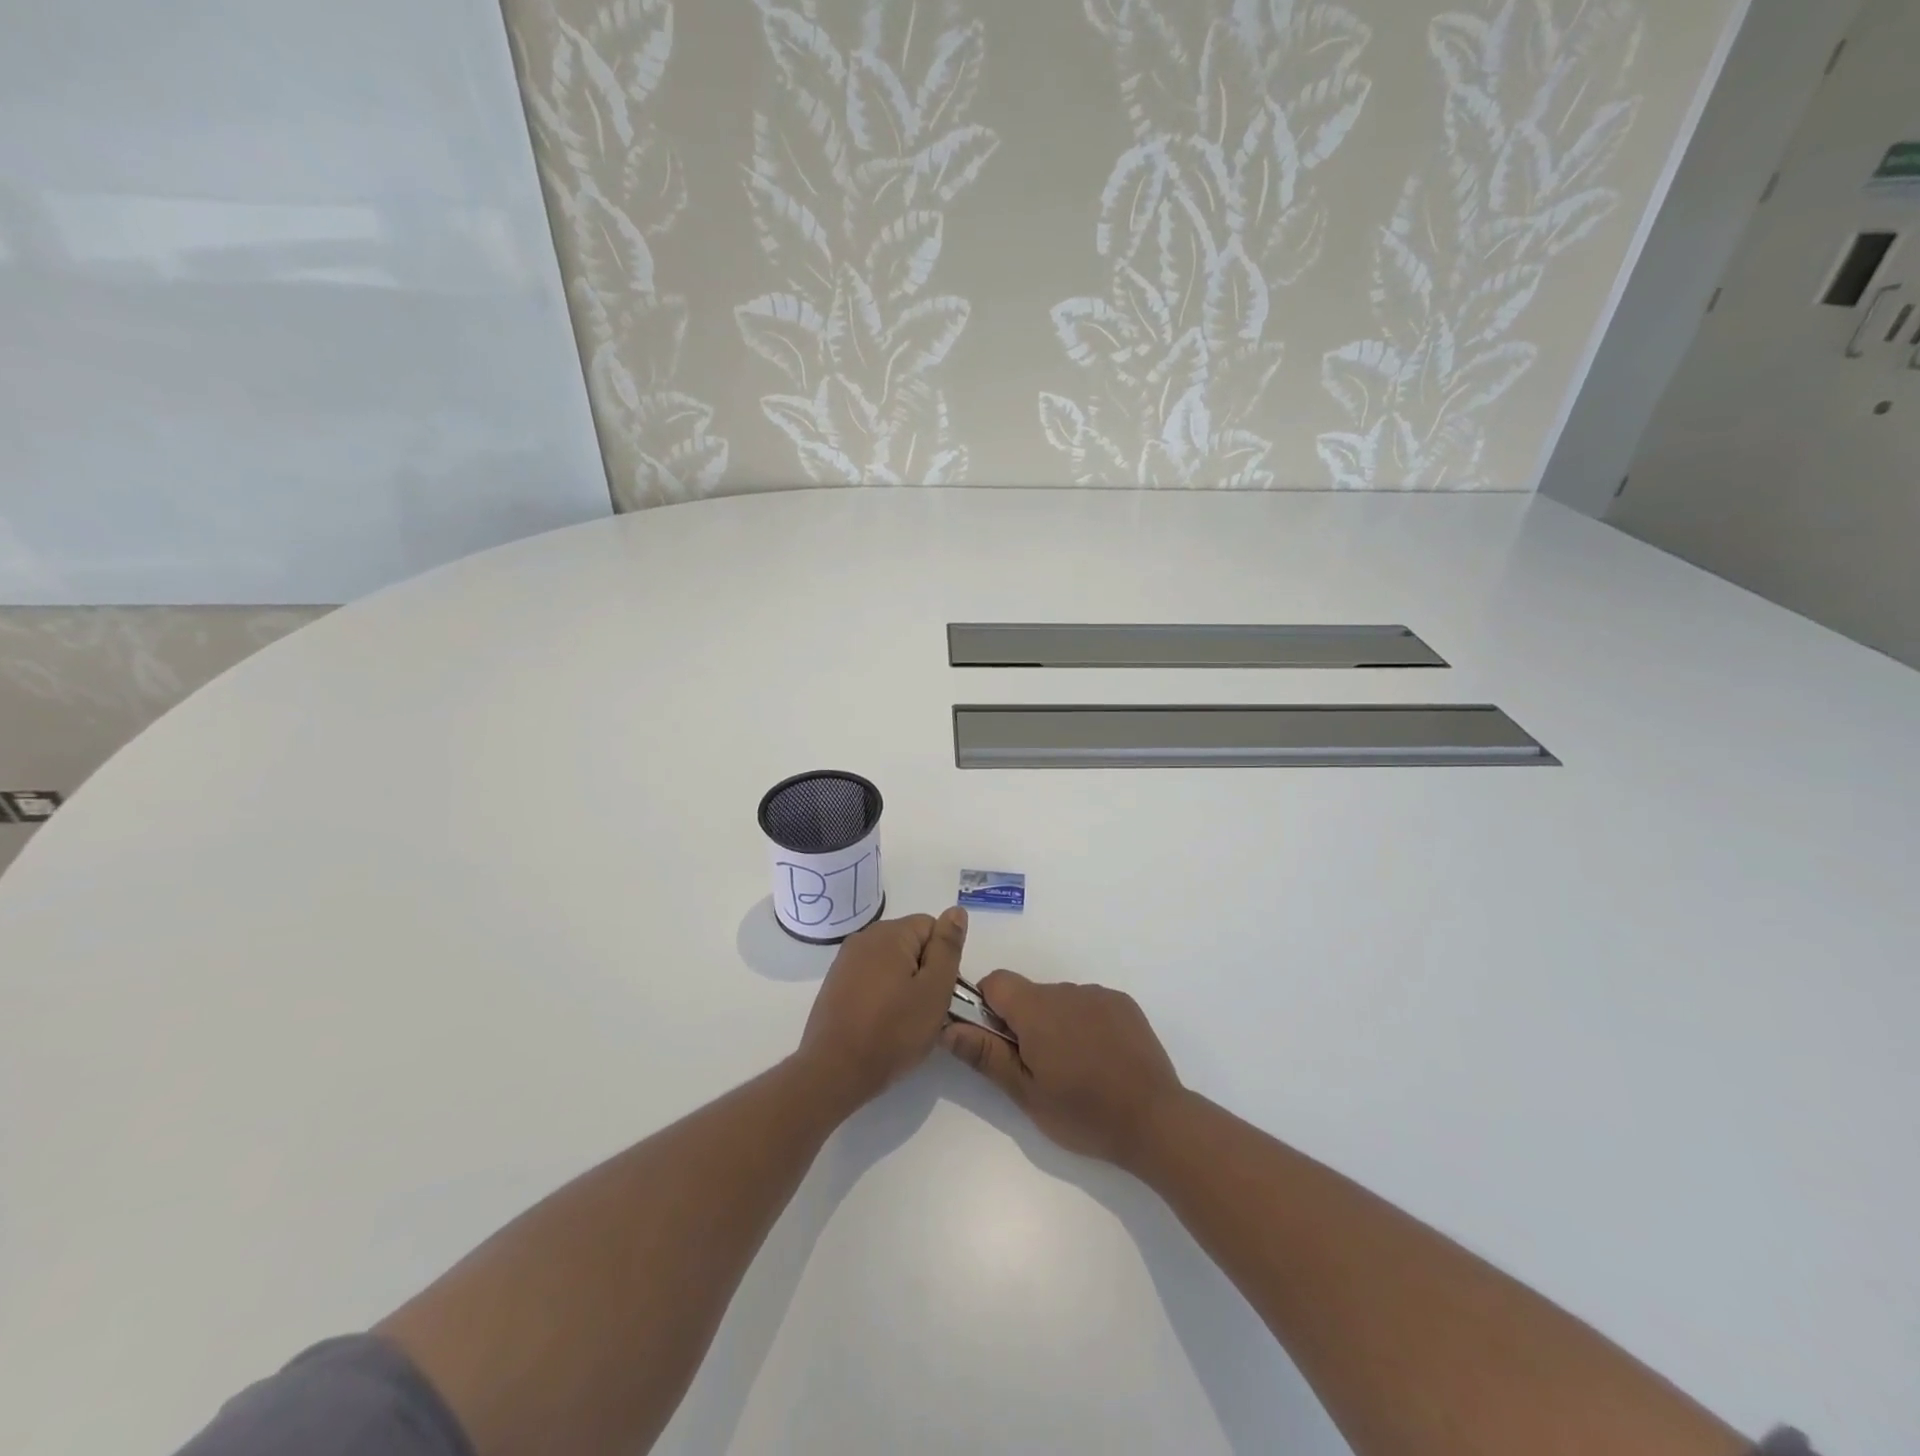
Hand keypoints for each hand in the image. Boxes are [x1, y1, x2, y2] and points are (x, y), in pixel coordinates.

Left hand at [798, 908, 967, 1109]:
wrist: (834, 1071)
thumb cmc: (892, 1032)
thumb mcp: (934, 990)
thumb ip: (947, 947)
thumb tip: (956, 911)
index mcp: (890, 933)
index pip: (932, 927)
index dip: (943, 959)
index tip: (938, 991)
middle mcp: (864, 937)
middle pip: (910, 942)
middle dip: (923, 971)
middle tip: (924, 1009)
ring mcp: (845, 960)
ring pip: (891, 962)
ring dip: (903, 984)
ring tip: (903, 1020)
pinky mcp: (836, 983)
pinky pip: (871, 977)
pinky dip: (882, 994)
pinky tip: (881, 1022)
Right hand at [942, 972, 1184, 1169]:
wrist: (1155, 1120)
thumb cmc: (1083, 1112)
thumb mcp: (1026, 1094)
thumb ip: (985, 1055)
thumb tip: (948, 1028)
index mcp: (1037, 1009)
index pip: (996, 982)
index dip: (987, 1006)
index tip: (998, 1041)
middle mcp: (1066, 990)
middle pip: (1028, 993)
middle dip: (1024, 1022)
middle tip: (1037, 1068)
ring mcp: (1098, 994)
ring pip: (1059, 1000)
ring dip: (1055, 1023)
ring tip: (1074, 1069)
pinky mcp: (1123, 1004)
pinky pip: (1089, 1004)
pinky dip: (1084, 1024)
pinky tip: (1100, 1059)